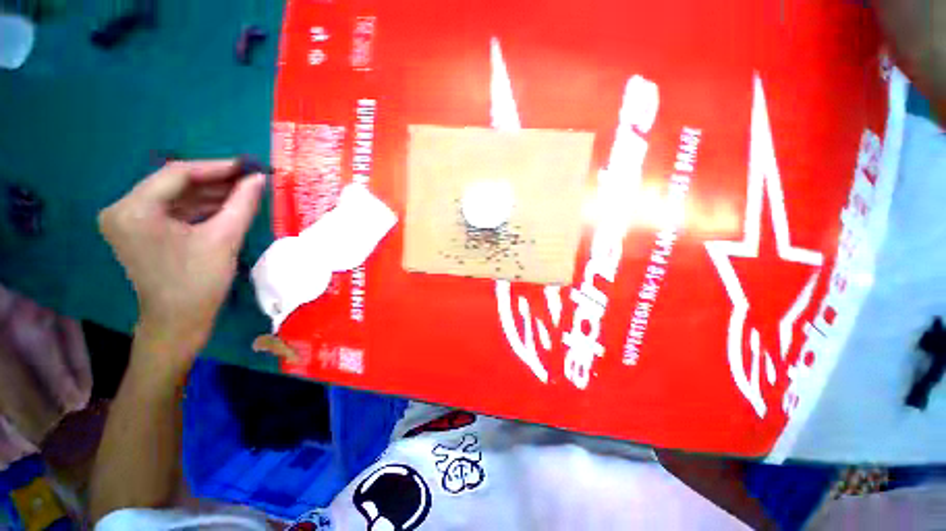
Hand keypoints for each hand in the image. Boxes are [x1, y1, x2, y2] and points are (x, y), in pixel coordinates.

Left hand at [99, 160, 264, 358]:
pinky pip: (171, 210)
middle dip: (214, 181)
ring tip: (242, 192)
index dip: (217, 167)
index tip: (248, 166)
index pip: (177, 174)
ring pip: (174, 196)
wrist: (178, 322)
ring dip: (208, 194)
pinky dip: (198, 207)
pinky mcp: (137, 231)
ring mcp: (127, 221)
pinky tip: (224, 207)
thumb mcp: (224, 239)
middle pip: (173, 184)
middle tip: (248, 180)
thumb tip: (259, 179)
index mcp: (134, 209)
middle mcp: (122, 209)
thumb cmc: (199, 282)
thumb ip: (242, 204)